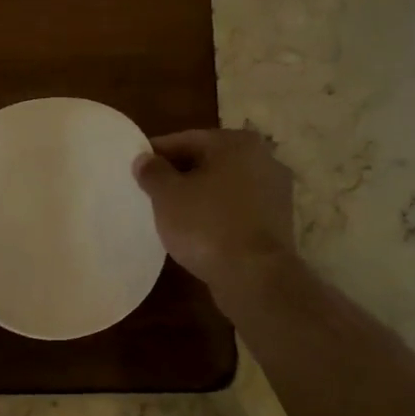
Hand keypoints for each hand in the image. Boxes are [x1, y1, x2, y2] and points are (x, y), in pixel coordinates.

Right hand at [133, 128, 296, 295]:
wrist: (254, 275)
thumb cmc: (207, 225)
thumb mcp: (167, 195)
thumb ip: (153, 172)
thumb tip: (144, 158)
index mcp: (238, 143)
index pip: (187, 139)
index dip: (158, 152)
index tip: (137, 165)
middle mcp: (264, 159)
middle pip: (209, 161)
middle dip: (180, 173)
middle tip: (151, 189)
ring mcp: (276, 192)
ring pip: (225, 186)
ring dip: (199, 195)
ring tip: (171, 212)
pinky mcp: (278, 222)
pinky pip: (237, 210)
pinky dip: (217, 214)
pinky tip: (197, 230)